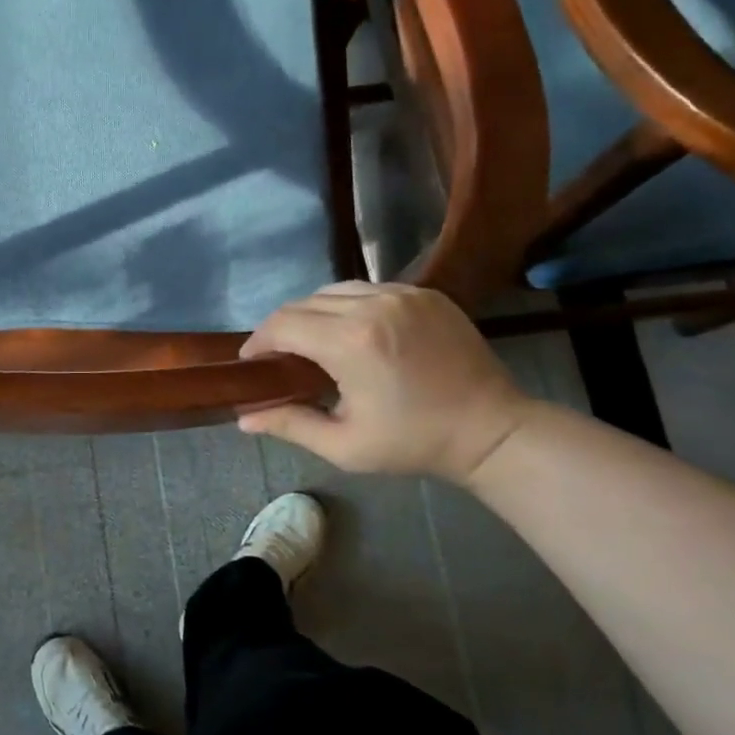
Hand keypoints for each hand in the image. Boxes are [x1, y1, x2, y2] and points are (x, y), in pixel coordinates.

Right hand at [237, 282, 533, 482]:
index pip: (282, 324)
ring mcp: (403, 294)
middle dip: (281, 327)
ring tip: (310, 342)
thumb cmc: (413, 443)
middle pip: (303, 303)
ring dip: (312, 312)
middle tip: (276, 357)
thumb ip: (289, 424)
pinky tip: (350, 332)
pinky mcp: (425, 293)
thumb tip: (243, 418)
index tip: (250, 362)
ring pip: (334, 290)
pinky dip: (347, 306)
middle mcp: (373, 305)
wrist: (491, 430)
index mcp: (350, 342)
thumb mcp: (344, 445)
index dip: (258, 341)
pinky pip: (369, 289)